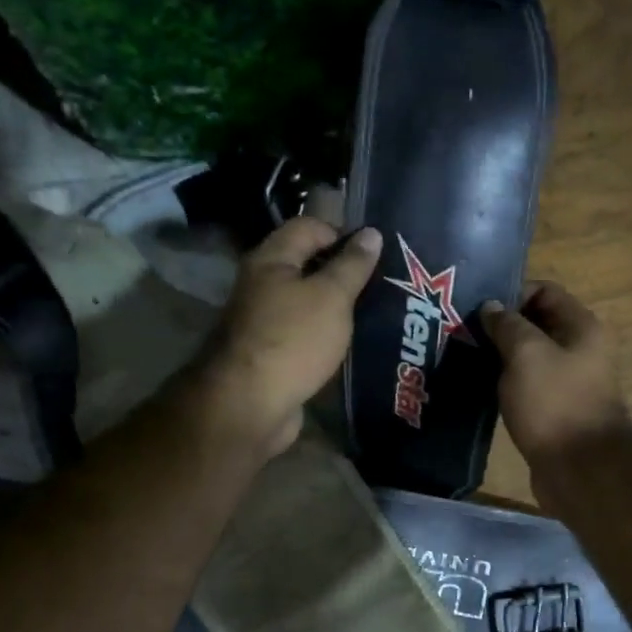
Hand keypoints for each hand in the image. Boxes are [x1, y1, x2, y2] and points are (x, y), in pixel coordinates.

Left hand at [196, 217, 382, 457]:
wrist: (250, 404)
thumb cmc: (293, 340)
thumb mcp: (331, 297)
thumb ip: (352, 265)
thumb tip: (371, 234)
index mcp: (271, 259)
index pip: (309, 227)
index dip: (342, 234)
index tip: (374, 256)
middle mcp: (261, 284)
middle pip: (306, 265)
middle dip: (342, 273)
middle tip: (381, 285)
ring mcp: (263, 322)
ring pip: (305, 303)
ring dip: (335, 308)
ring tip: (373, 315)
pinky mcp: (270, 354)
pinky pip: (302, 334)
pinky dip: (324, 336)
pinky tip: (348, 345)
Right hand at [480, 282, 629, 465]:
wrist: (580, 468)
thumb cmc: (555, 403)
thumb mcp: (526, 354)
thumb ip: (507, 326)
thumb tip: (491, 307)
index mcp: (581, 327)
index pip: (545, 291)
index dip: (512, 294)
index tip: (478, 310)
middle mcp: (579, 351)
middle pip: (536, 325)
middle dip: (501, 327)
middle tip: (462, 334)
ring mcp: (567, 383)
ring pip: (528, 359)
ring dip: (499, 358)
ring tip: (464, 361)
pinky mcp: (553, 411)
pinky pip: (526, 387)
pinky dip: (505, 385)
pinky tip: (479, 389)